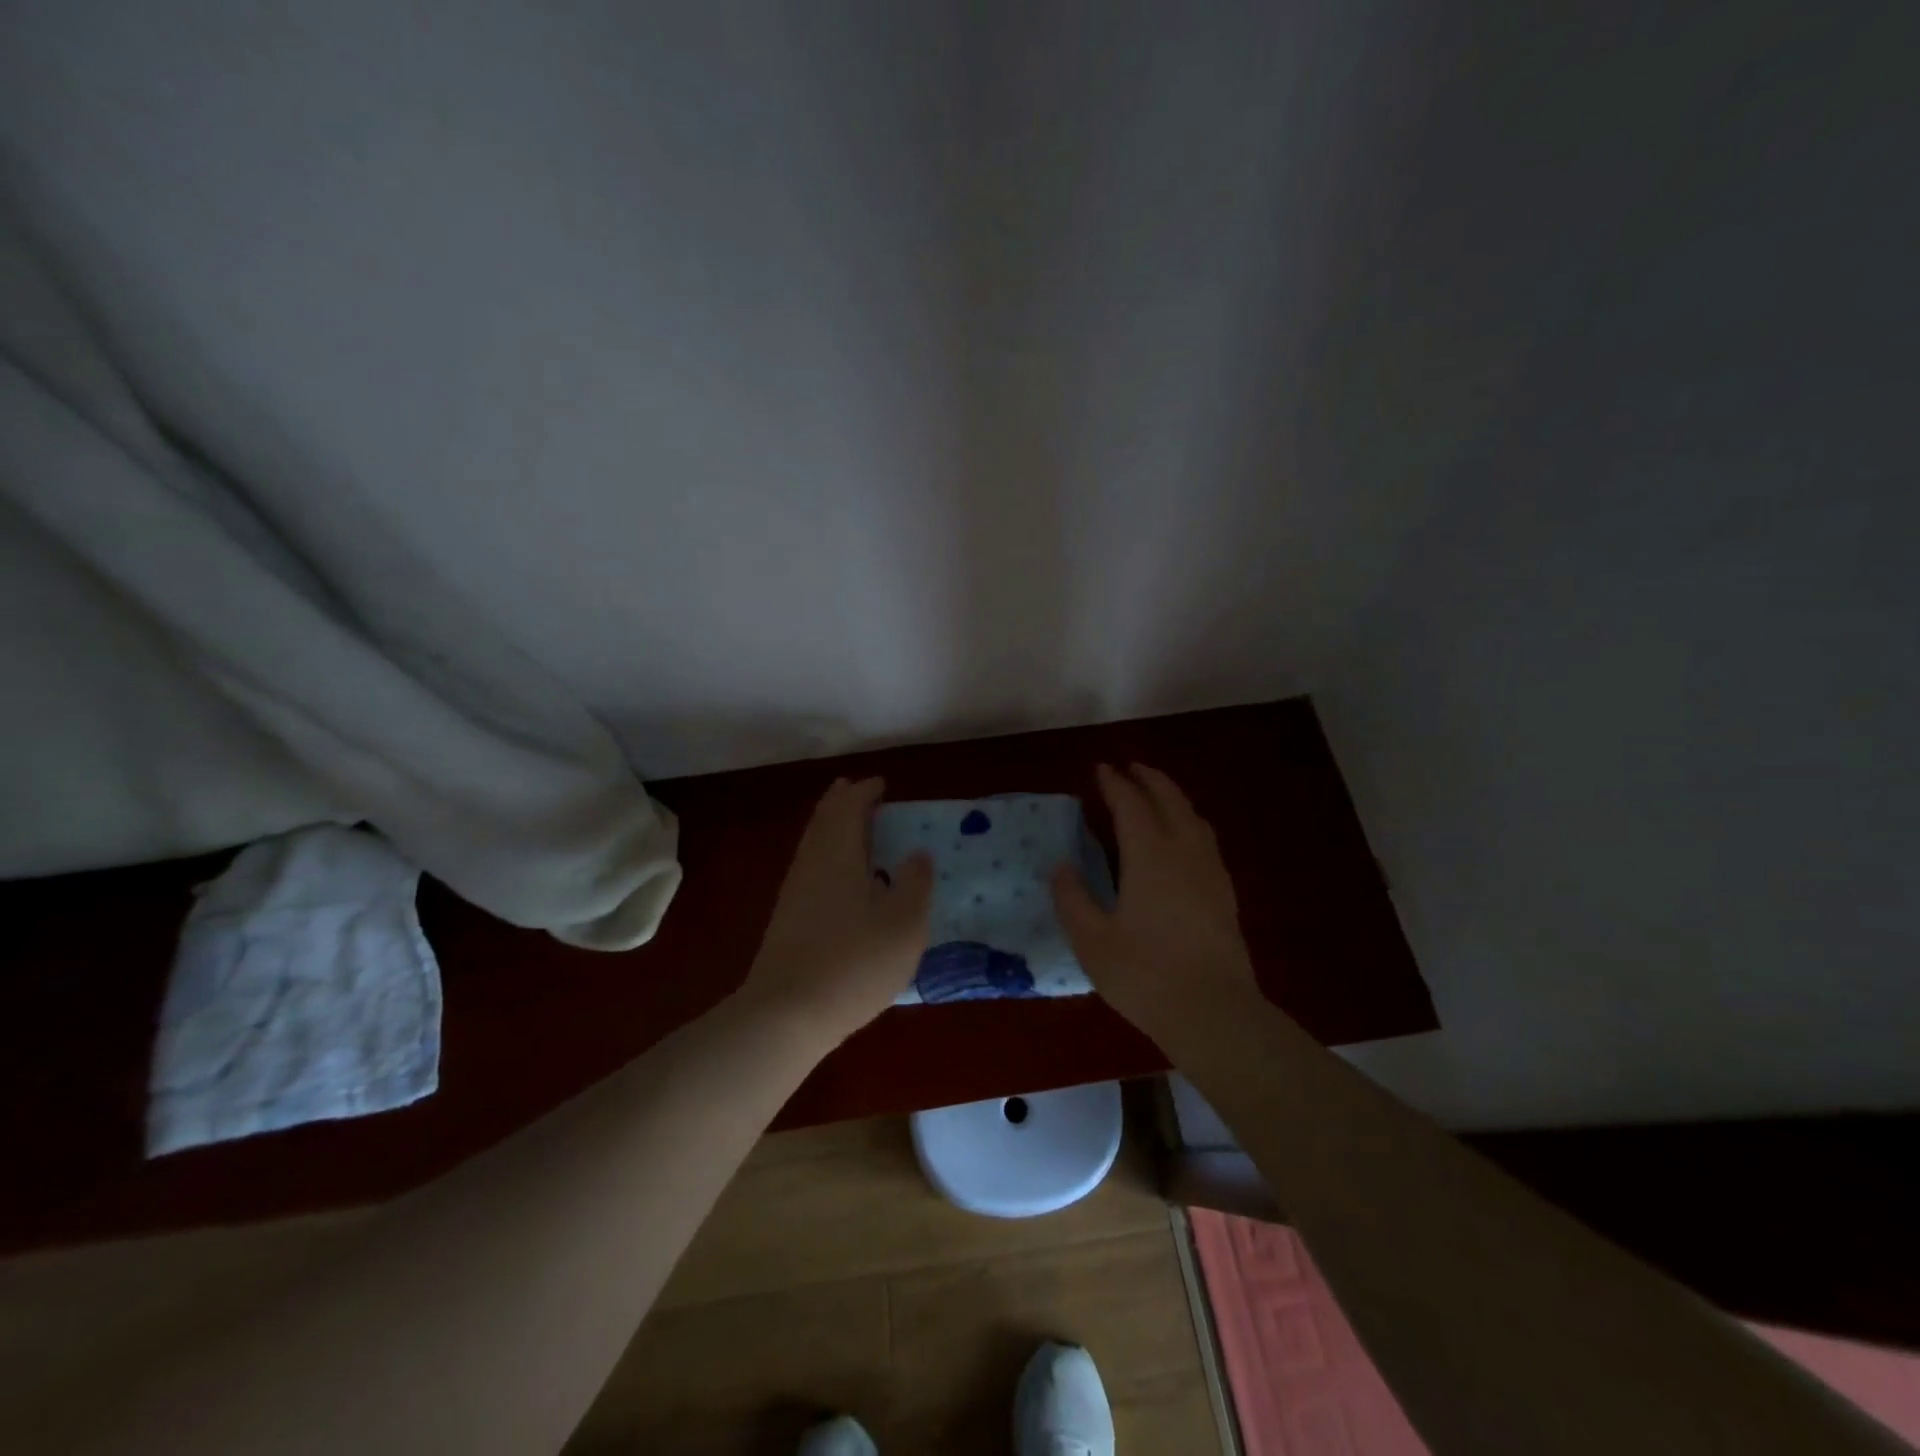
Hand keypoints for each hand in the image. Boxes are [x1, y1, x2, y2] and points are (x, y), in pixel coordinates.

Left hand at [740, 777, 933, 1046]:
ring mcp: (795, 891)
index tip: (882, 785)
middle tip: (865, 794)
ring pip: (815, 843)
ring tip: (859, 830)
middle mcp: (812, 862)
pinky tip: (845, 878)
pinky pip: (813, 867)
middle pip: (825, 819)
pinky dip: (830, 855)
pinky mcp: (789, 918)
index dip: (866, 791)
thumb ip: (914, 883)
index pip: (849, 805)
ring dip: (836, 828)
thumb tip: (917, 854)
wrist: (786, 1014)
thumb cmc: (853, 962)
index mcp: (838, 852)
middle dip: (844, 802)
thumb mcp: (903, 924)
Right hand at [1052, 763, 1258, 1034]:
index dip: (1114, 783)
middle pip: (1170, 800)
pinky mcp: (1224, 893)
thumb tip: (1061, 866)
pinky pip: (1205, 840)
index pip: (1131, 804)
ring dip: (1172, 797)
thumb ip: (1073, 899)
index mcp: (1150, 855)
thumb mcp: (1092, 941)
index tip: (1100, 769)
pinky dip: (1188, 822)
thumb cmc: (1145, 975)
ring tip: (1156, 795)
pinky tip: (1182, 841)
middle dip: (1149, 778)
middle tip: (1130, 768)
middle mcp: (1184, 852)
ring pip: (1193, 817)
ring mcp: (1210, 871)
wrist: (1214, 1013)